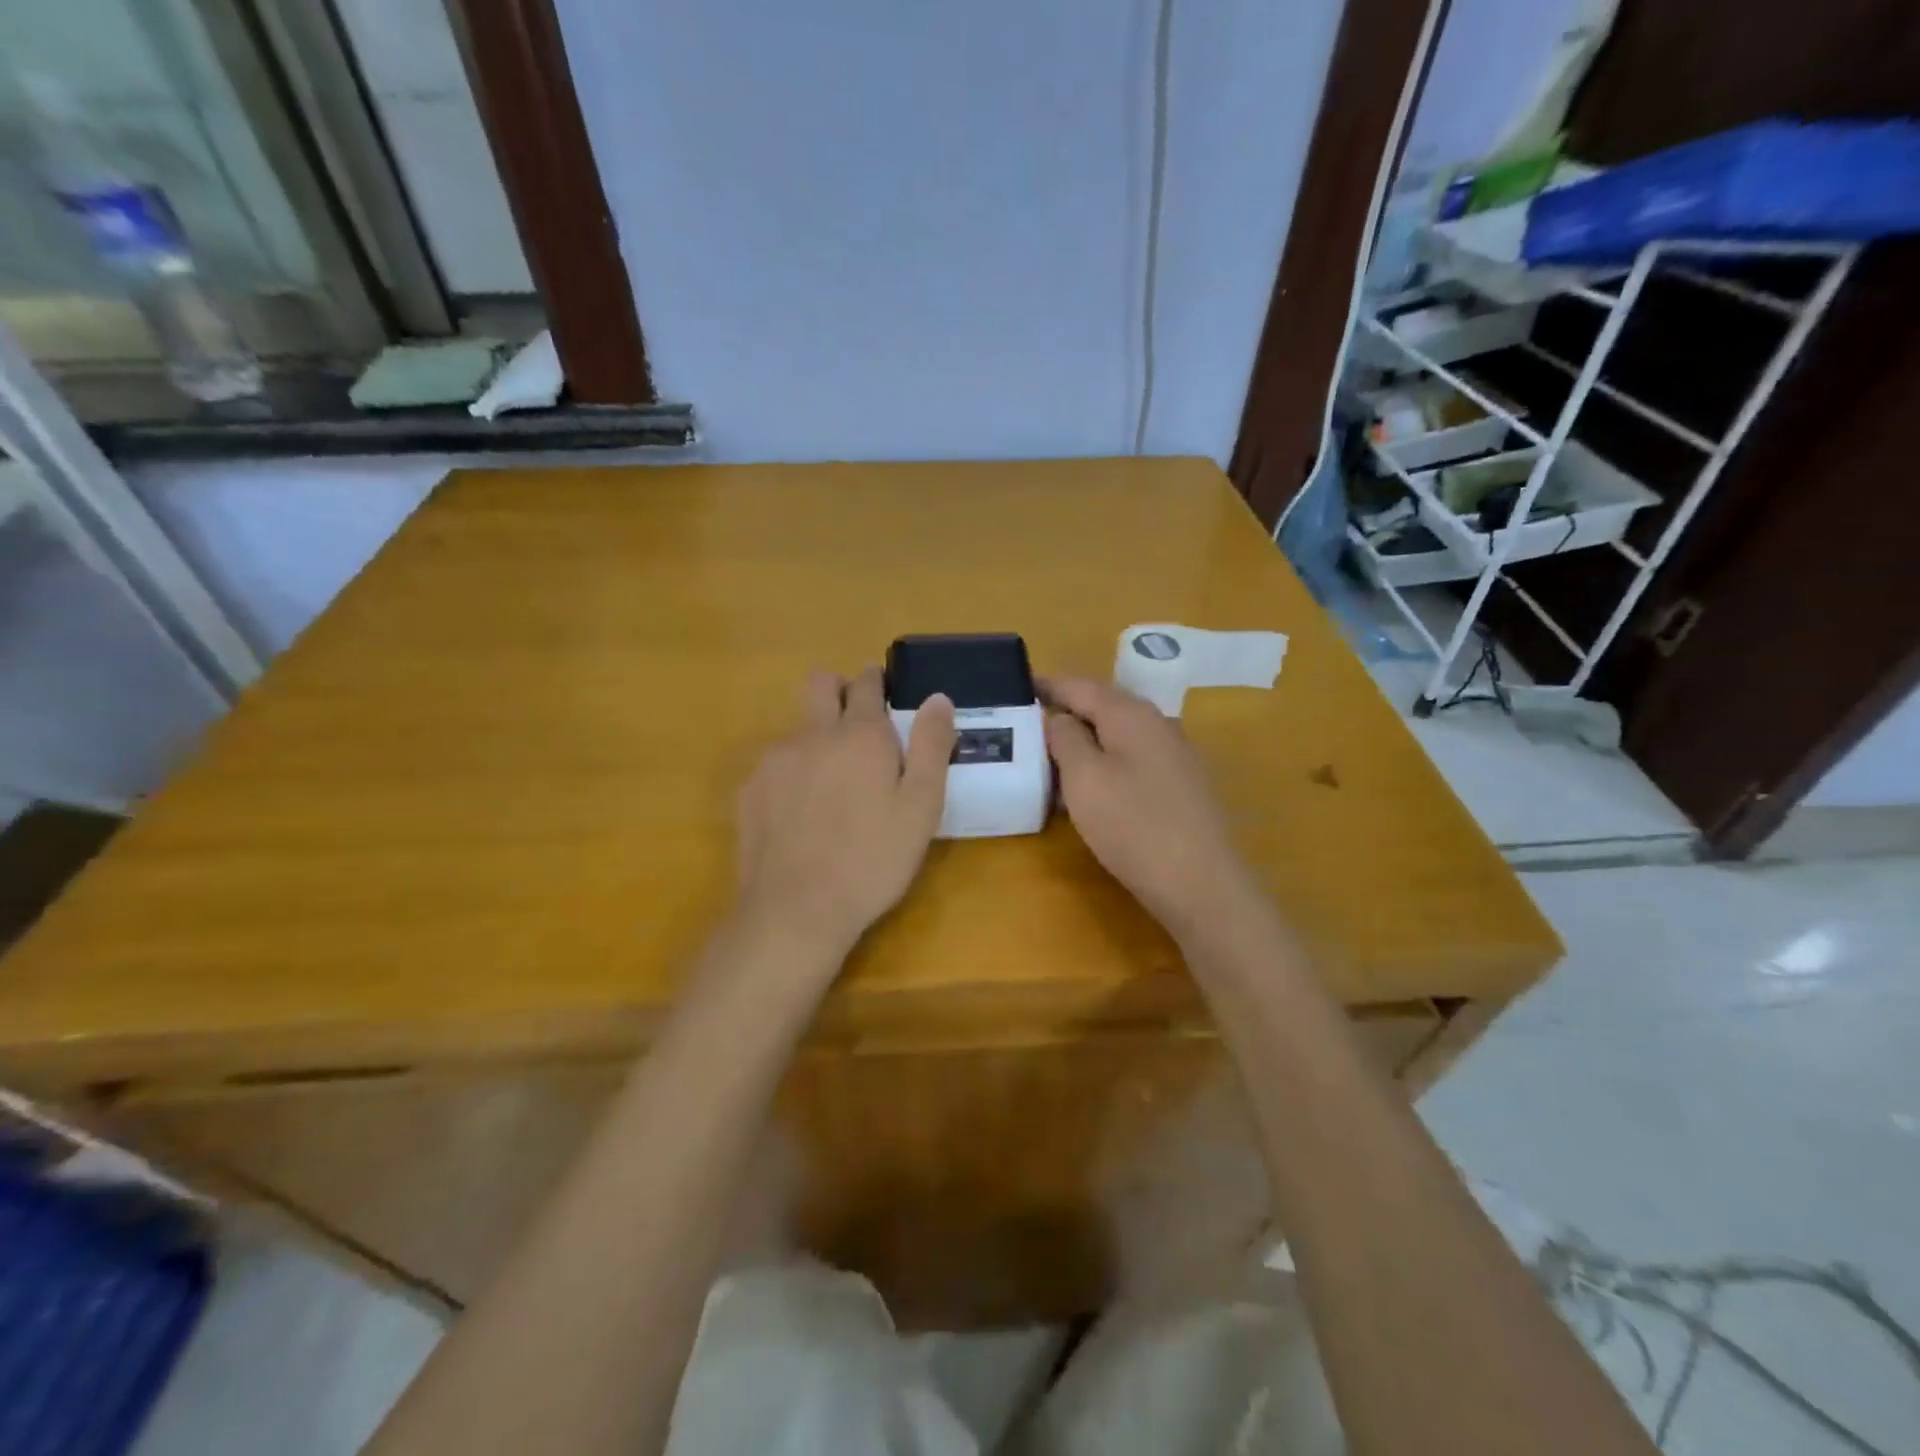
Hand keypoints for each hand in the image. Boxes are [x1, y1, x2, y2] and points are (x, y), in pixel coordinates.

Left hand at [734, 667, 955, 960]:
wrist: (796, 910)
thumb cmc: (873, 859)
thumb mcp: (922, 807)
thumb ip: (932, 746)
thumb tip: (938, 698)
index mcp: (861, 735)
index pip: (867, 683)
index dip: (876, 680)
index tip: (885, 691)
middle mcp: (813, 734)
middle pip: (820, 683)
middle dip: (839, 689)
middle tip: (858, 726)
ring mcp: (775, 760)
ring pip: (798, 727)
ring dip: (817, 737)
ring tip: (832, 786)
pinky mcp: (750, 789)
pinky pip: (775, 764)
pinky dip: (792, 773)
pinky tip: (802, 813)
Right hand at [1043, 676, 1258, 937]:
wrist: (1201, 883)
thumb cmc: (1133, 825)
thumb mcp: (1084, 778)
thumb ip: (1065, 738)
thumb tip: (1059, 717)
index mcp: (1131, 714)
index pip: (1081, 686)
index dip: (1047, 685)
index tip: (1017, 688)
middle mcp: (1158, 724)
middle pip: (1103, 707)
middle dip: (1065, 713)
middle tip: (1028, 726)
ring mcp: (1175, 755)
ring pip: (1118, 736)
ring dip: (1084, 742)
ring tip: (1051, 760)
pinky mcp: (1182, 786)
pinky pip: (1133, 761)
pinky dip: (1105, 764)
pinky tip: (1090, 789)